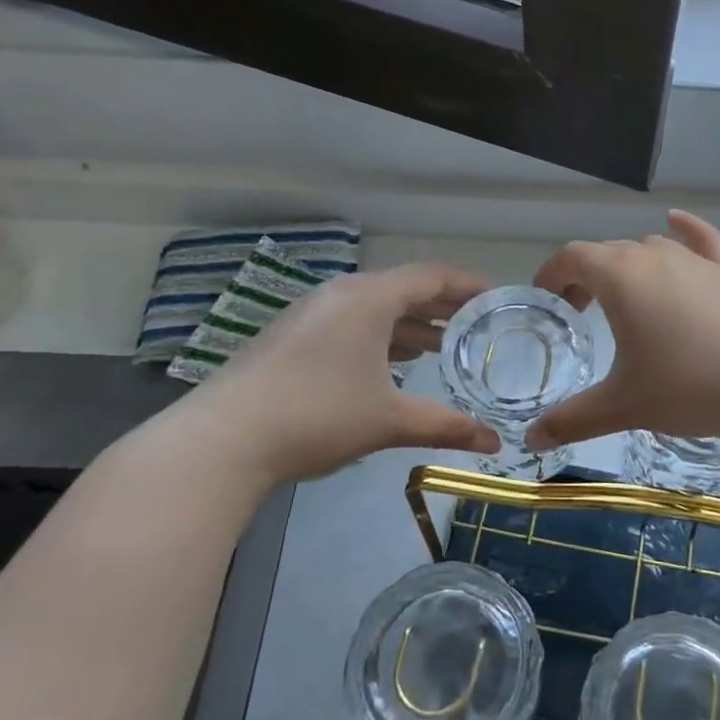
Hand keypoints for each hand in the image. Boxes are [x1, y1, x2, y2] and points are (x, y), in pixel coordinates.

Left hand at [172, 263, 500, 482]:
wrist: (223, 439)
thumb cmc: (318, 416)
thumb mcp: (389, 420)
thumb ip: (446, 426)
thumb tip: (495, 443)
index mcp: (369, 299)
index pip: (431, 276)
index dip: (468, 285)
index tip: (497, 299)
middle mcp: (340, 294)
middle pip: (403, 288)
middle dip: (442, 306)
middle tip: (476, 326)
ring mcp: (310, 314)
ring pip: (374, 307)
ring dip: (409, 323)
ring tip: (440, 347)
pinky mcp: (290, 336)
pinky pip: (349, 322)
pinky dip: (379, 335)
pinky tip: (388, 365)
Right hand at [525, 211, 719, 451]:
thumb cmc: (691, 387)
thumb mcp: (624, 406)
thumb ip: (572, 420)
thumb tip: (532, 439)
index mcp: (622, 277)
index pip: (572, 257)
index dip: (551, 274)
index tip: (545, 300)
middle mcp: (656, 257)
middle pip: (608, 252)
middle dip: (585, 276)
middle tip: (579, 314)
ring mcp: (698, 262)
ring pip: (650, 249)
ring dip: (627, 266)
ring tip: (623, 299)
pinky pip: (702, 241)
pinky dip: (685, 231)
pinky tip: (677, 224)